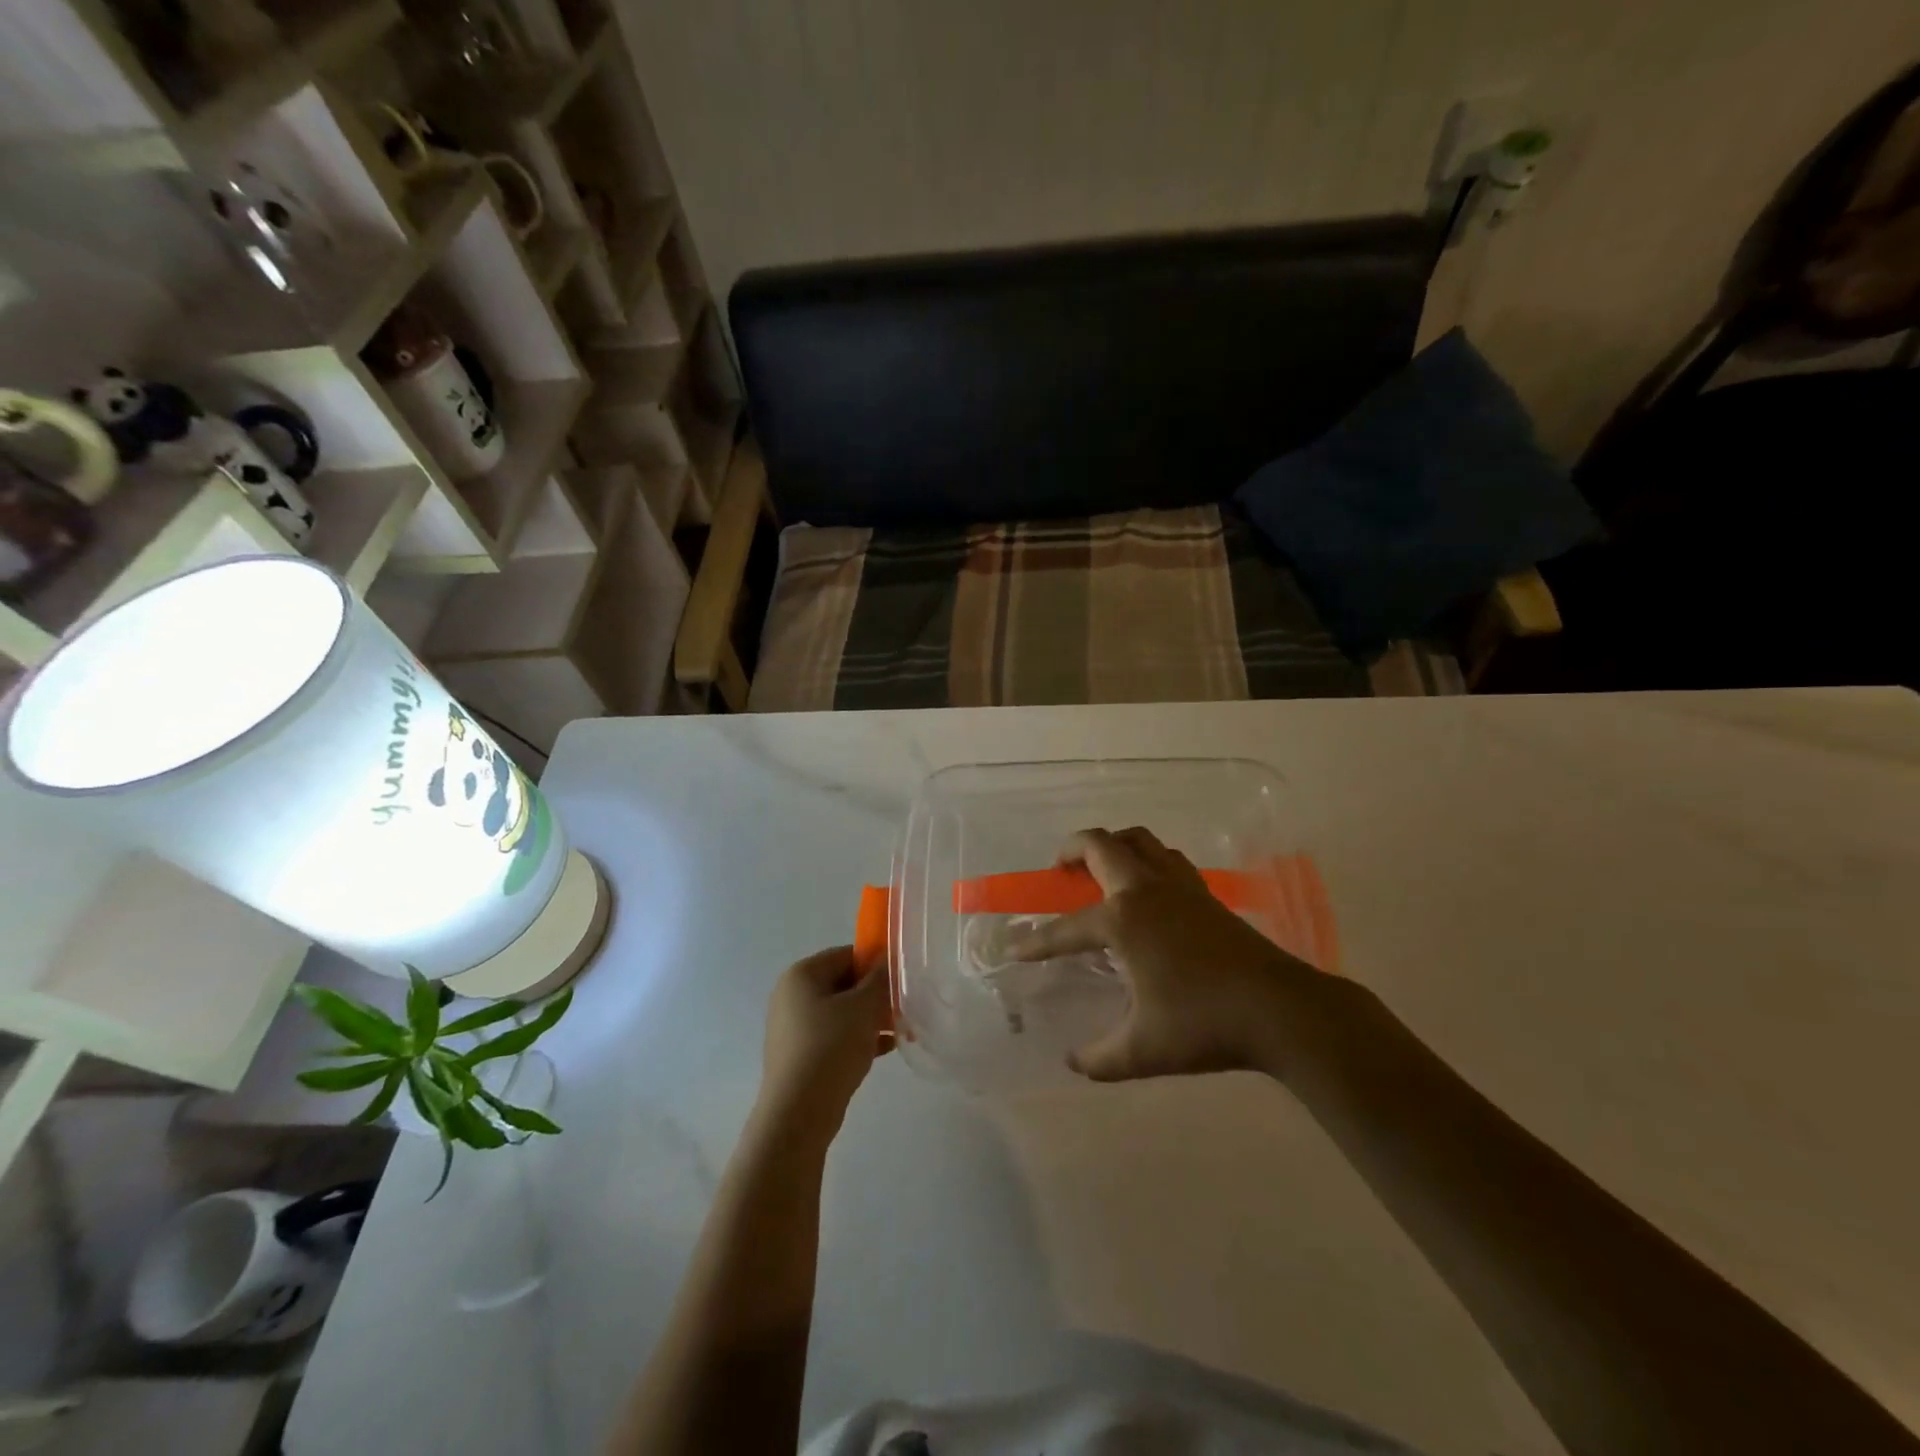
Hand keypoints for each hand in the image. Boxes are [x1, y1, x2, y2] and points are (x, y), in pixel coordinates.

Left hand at [758, 945, 891, 1142]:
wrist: (798, 1113)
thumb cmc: (830, 1047)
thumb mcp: (863, 1007)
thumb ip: (879, 979)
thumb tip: (887, 960)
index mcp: (801, 975)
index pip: (845, 955)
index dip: (875, 963)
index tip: (901, 979)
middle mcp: (792, 996)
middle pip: (843, 984)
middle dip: (875, 994)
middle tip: (904, 1005)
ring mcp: (793, 1028)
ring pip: (841, 1013)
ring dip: (870, 1018)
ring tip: (901, 1029)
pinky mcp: (800, 1056)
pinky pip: (835, 1037)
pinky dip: (859, 1038)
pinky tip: (887, 1048)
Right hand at [1009, 827, 1332, 1081]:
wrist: (1279, 1010)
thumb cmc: (1203, 1024)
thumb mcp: (1142, 1050)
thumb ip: (1100, 1058)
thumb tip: (1074, 1062)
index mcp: (1122, 920)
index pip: (1066, 928)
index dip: (1036, 942)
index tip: (1014, 952)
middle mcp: (1145, 890)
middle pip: (1101, 845)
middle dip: (1071, 850)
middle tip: (1058, 871)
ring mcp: (1179, 887)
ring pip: (1140, 841)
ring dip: (1114, 846)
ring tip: (1101, 870)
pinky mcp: (1206, 894)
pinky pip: (1168, 860)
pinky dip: (1148, 861)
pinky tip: (1149, 891)